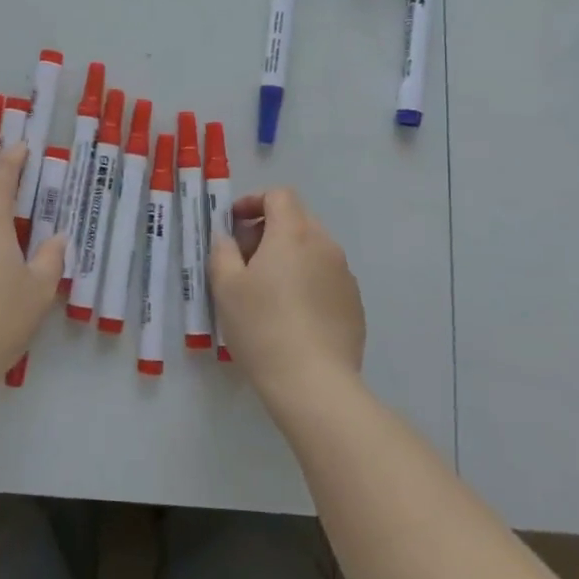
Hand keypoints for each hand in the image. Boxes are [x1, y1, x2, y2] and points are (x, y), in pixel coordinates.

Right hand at [207, 188, 364, 410]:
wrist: (314, 384)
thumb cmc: (262, 327)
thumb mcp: (226, 287)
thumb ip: (223, 251)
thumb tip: (228, 238)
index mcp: (293, 233)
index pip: (279, 195)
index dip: (253, 201)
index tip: (234, 224)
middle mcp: (325, 245)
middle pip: (297, 219)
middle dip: (268, 229)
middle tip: (245, 259)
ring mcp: (345, 275)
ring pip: (313, 250)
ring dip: (289, 256)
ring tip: (267, 291)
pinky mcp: (355, 304)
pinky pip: (326, 277)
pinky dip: (307, 281)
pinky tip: (293, 315)